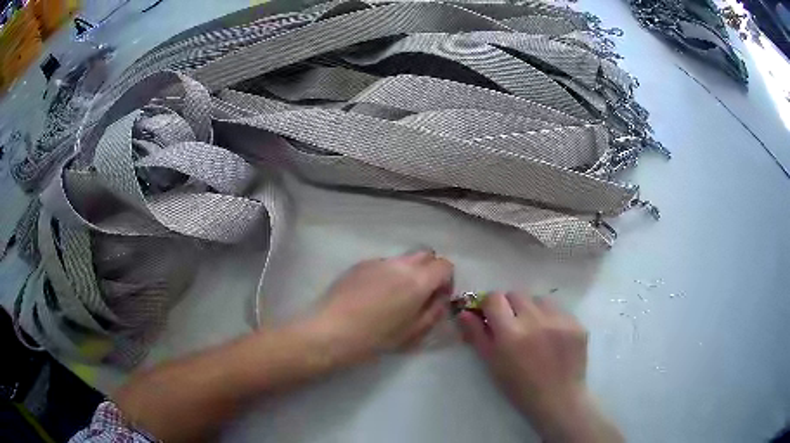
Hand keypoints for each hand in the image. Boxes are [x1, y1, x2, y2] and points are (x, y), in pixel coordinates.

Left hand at [314, 250, 453, 361]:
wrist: (331, 330)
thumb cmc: (375, 338)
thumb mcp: (412, 333)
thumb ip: (433, 312)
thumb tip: (440, 299)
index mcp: (418, 281)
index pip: (445, 265)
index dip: (446, 280)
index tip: (438, 298)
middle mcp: (400, 264)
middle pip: (426, 254)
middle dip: (430, 270)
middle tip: (421, 294)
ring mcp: (378, 261)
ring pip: (403, 259)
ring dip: (408, 272)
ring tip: (394, 296)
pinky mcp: (359, 264)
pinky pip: (383, 264)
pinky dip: (388, 274)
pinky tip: (373, 295)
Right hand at [459, 293, 621, 442]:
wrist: (558, 399)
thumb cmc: (519, 387)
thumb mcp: (492, 364)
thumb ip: (478, 336)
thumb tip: (465, 312)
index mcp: (510, 333)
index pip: (494, 298)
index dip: (490, 305)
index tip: (491, 316)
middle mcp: (535, 321)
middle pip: (517, 294)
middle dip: (510, 306)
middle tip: (513, 325)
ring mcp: (559, 320)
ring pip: (539, 299)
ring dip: (533, 310)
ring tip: (535, 330)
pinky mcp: (577, 323)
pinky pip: (559, 310)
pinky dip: (552, 319)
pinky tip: (553, 337)